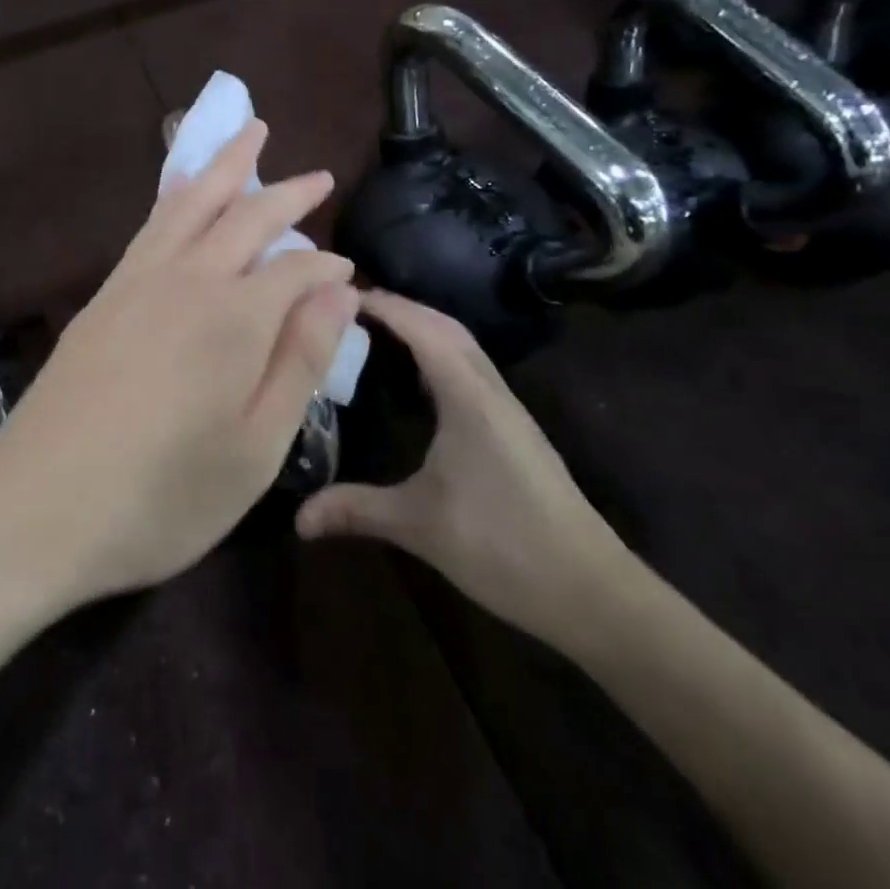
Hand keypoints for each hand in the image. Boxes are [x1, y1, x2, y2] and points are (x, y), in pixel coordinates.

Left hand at [0, 120, 360, 611]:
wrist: (38, 504)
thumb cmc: (161, 495)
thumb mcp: (255, 448)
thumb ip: (299, 360)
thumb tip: (339, 291)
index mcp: (235, 318)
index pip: (296, 269)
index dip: (326, 267)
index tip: (348, 274)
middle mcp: (187, 279)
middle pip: (245, 215)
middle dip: (287, 193)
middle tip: (318, 176)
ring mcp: (137, 280)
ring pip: (191, 202)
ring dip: (225, 165)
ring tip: (250, 133)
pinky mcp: (104, 294)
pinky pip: (151, 224)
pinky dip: (177, 194)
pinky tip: (184, 192)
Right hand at [295, 291, 633, 653]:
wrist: (592, 593)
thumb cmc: (503, 546)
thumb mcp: (419, 526)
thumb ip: (356, 510)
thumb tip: (296, 518)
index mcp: (468, 397)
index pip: (423, 329)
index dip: (384, 305)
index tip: (338, 295)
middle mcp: (490, 391)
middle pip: (446, 326)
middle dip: (401, 307)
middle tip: (349, 309)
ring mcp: (507, 409)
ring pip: (463, 346)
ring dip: (422, 327)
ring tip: (374, 332)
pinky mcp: (513, 429)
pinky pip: (470, 369)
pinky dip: (438, 353)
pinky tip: (415, 379)